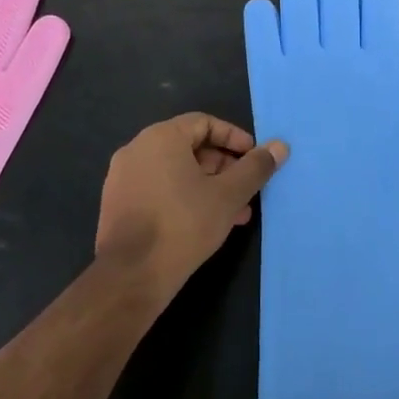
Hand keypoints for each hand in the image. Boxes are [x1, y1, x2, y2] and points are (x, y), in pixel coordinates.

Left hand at [94, 113, 287, 297]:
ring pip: (176, 172)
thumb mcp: (228, 196)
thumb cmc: (183, 225)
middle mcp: (137, 149)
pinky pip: (158, 189)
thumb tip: (280, 146)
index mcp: (161, 137)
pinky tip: (206, 224)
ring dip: (208, 186)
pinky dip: (184, 198)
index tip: (254, 159)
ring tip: (236, 213)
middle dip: (224, 167)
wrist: (131, 275)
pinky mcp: (117, 204)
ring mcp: (123, 178)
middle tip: (247, 189)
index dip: (234, 138)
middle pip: (190, 147)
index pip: (204, 123)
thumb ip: (255, 168)